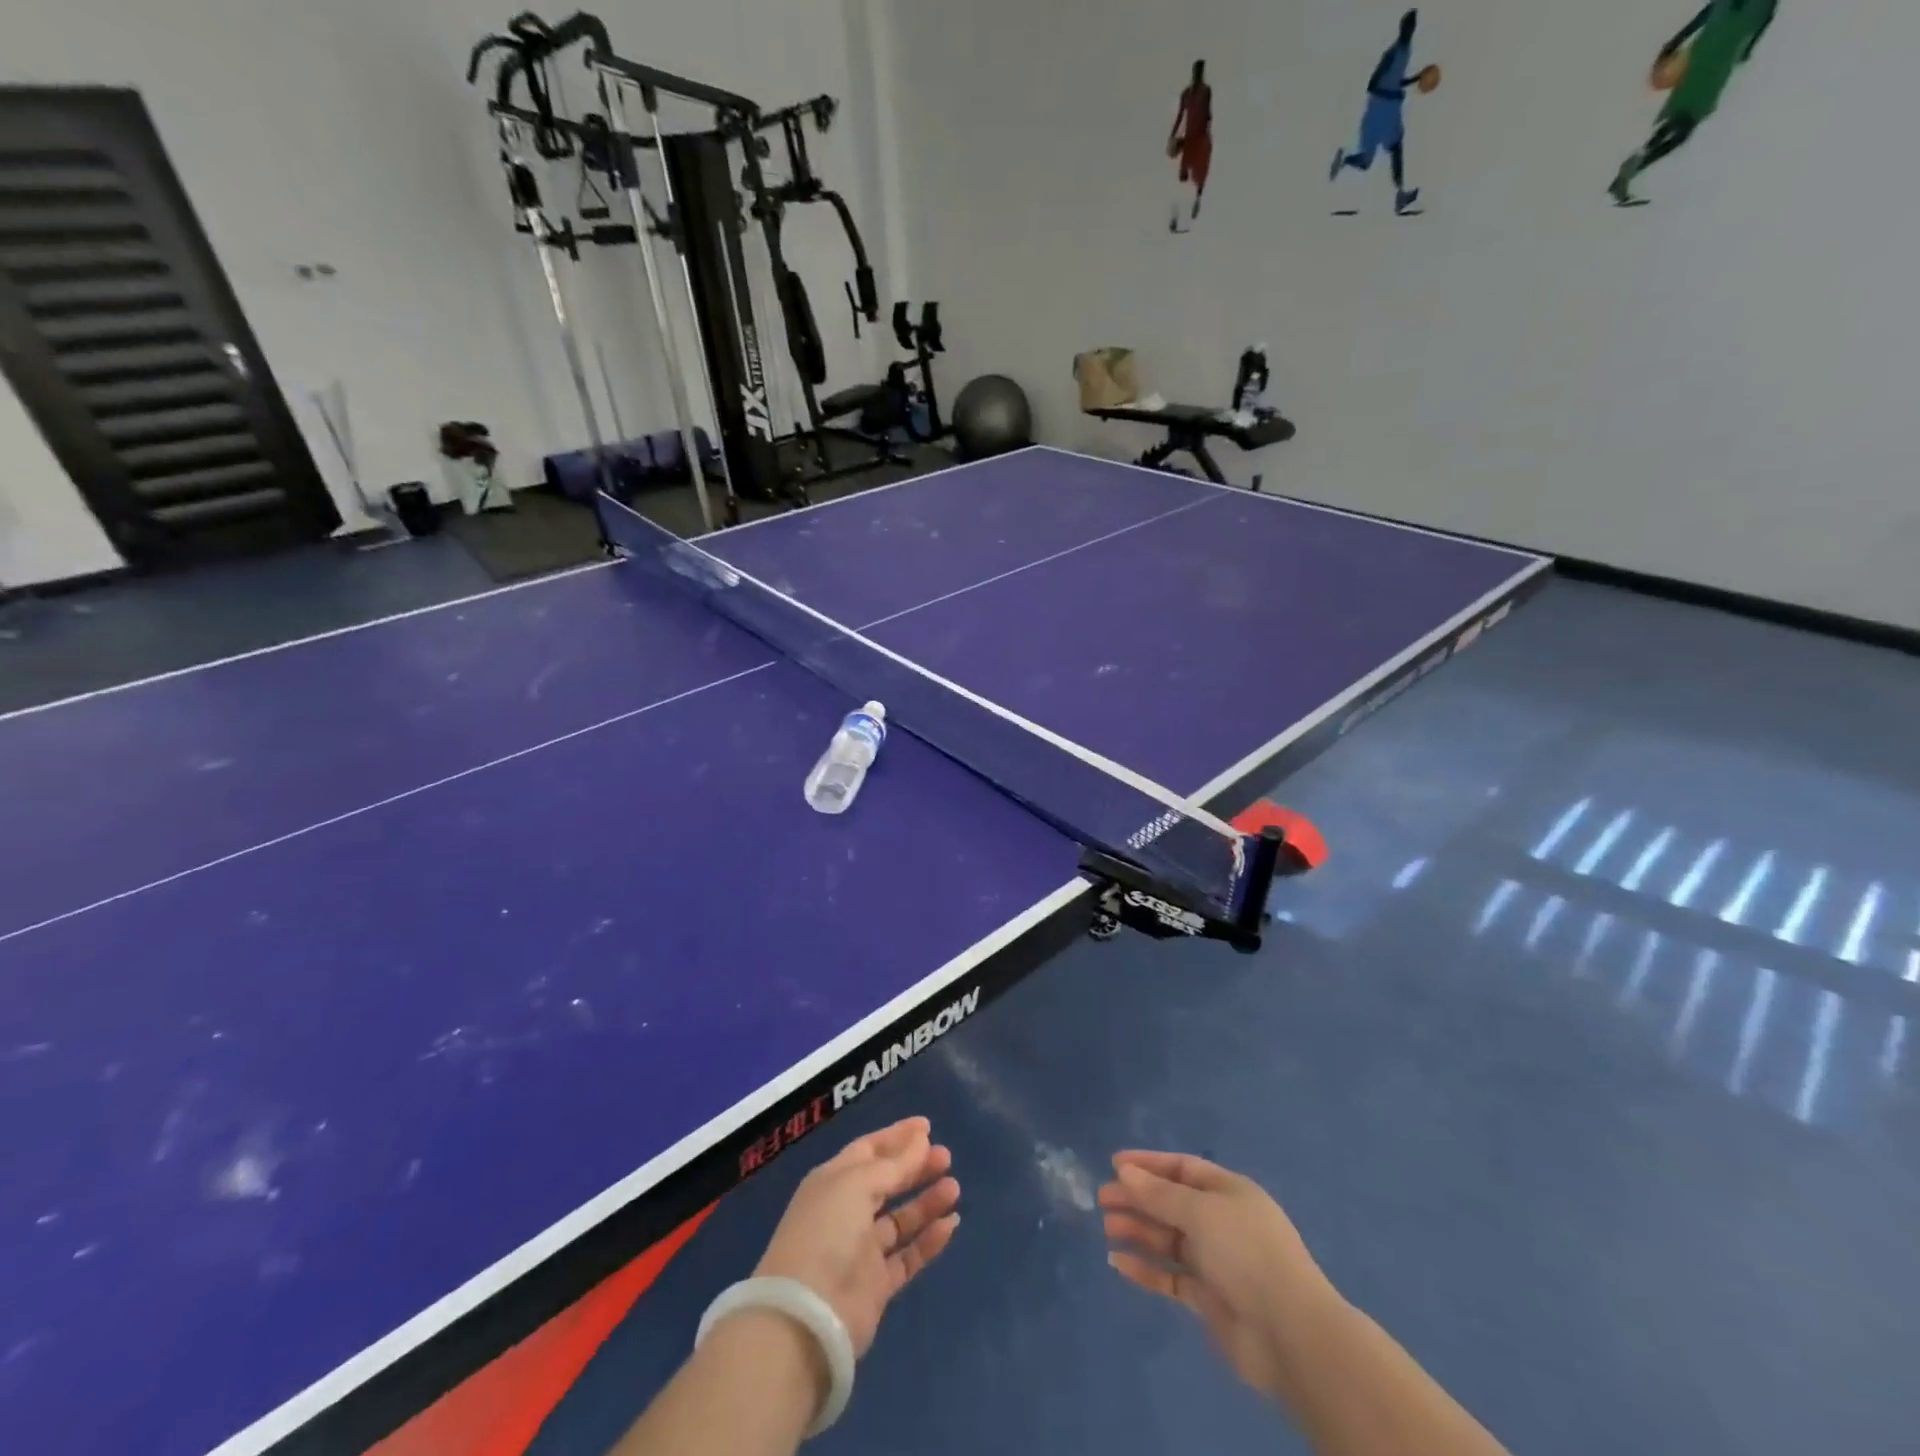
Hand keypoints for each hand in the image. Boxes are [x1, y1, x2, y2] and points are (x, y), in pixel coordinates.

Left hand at [752, 1116, 959, 1357]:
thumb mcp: (858, 1185)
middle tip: (946, 1156)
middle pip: (887, 1182)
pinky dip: (929, 1240)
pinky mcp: (877, 1285)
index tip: (927, 1126)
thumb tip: (921, 1140)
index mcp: (833, 1181)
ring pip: (901, 1219)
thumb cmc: (827, 1232)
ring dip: (926, 1201)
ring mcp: (861, 1250)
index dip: (897, 1137)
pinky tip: (951, 1224)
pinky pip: (908, 1255)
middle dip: (916, 1167)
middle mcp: (846, 1212)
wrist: (807, 1317)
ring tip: (954, 1187)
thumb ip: (894, 1164)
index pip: (869, 1150)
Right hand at [1099, 1150, 1341, 1399]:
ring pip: (1168, 1239)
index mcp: (1228, 1192)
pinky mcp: (1208, 1299)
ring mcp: (1216, 1262)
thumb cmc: (1246, 1252)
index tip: (1114, 1164)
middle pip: (1171, 1203)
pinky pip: (1170, 1277)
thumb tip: (1124, 1171)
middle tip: (1102, 1199)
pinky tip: (1118, 1262)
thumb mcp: (1200, 1211)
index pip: (1182, 1168)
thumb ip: (1159, 1193)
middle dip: (1138, 1198)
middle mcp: (1222, 1222)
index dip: (1148, 1164)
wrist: (1289, 1333)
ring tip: (1107, 1227)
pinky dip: (1146, 1269)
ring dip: (1138, 1230)